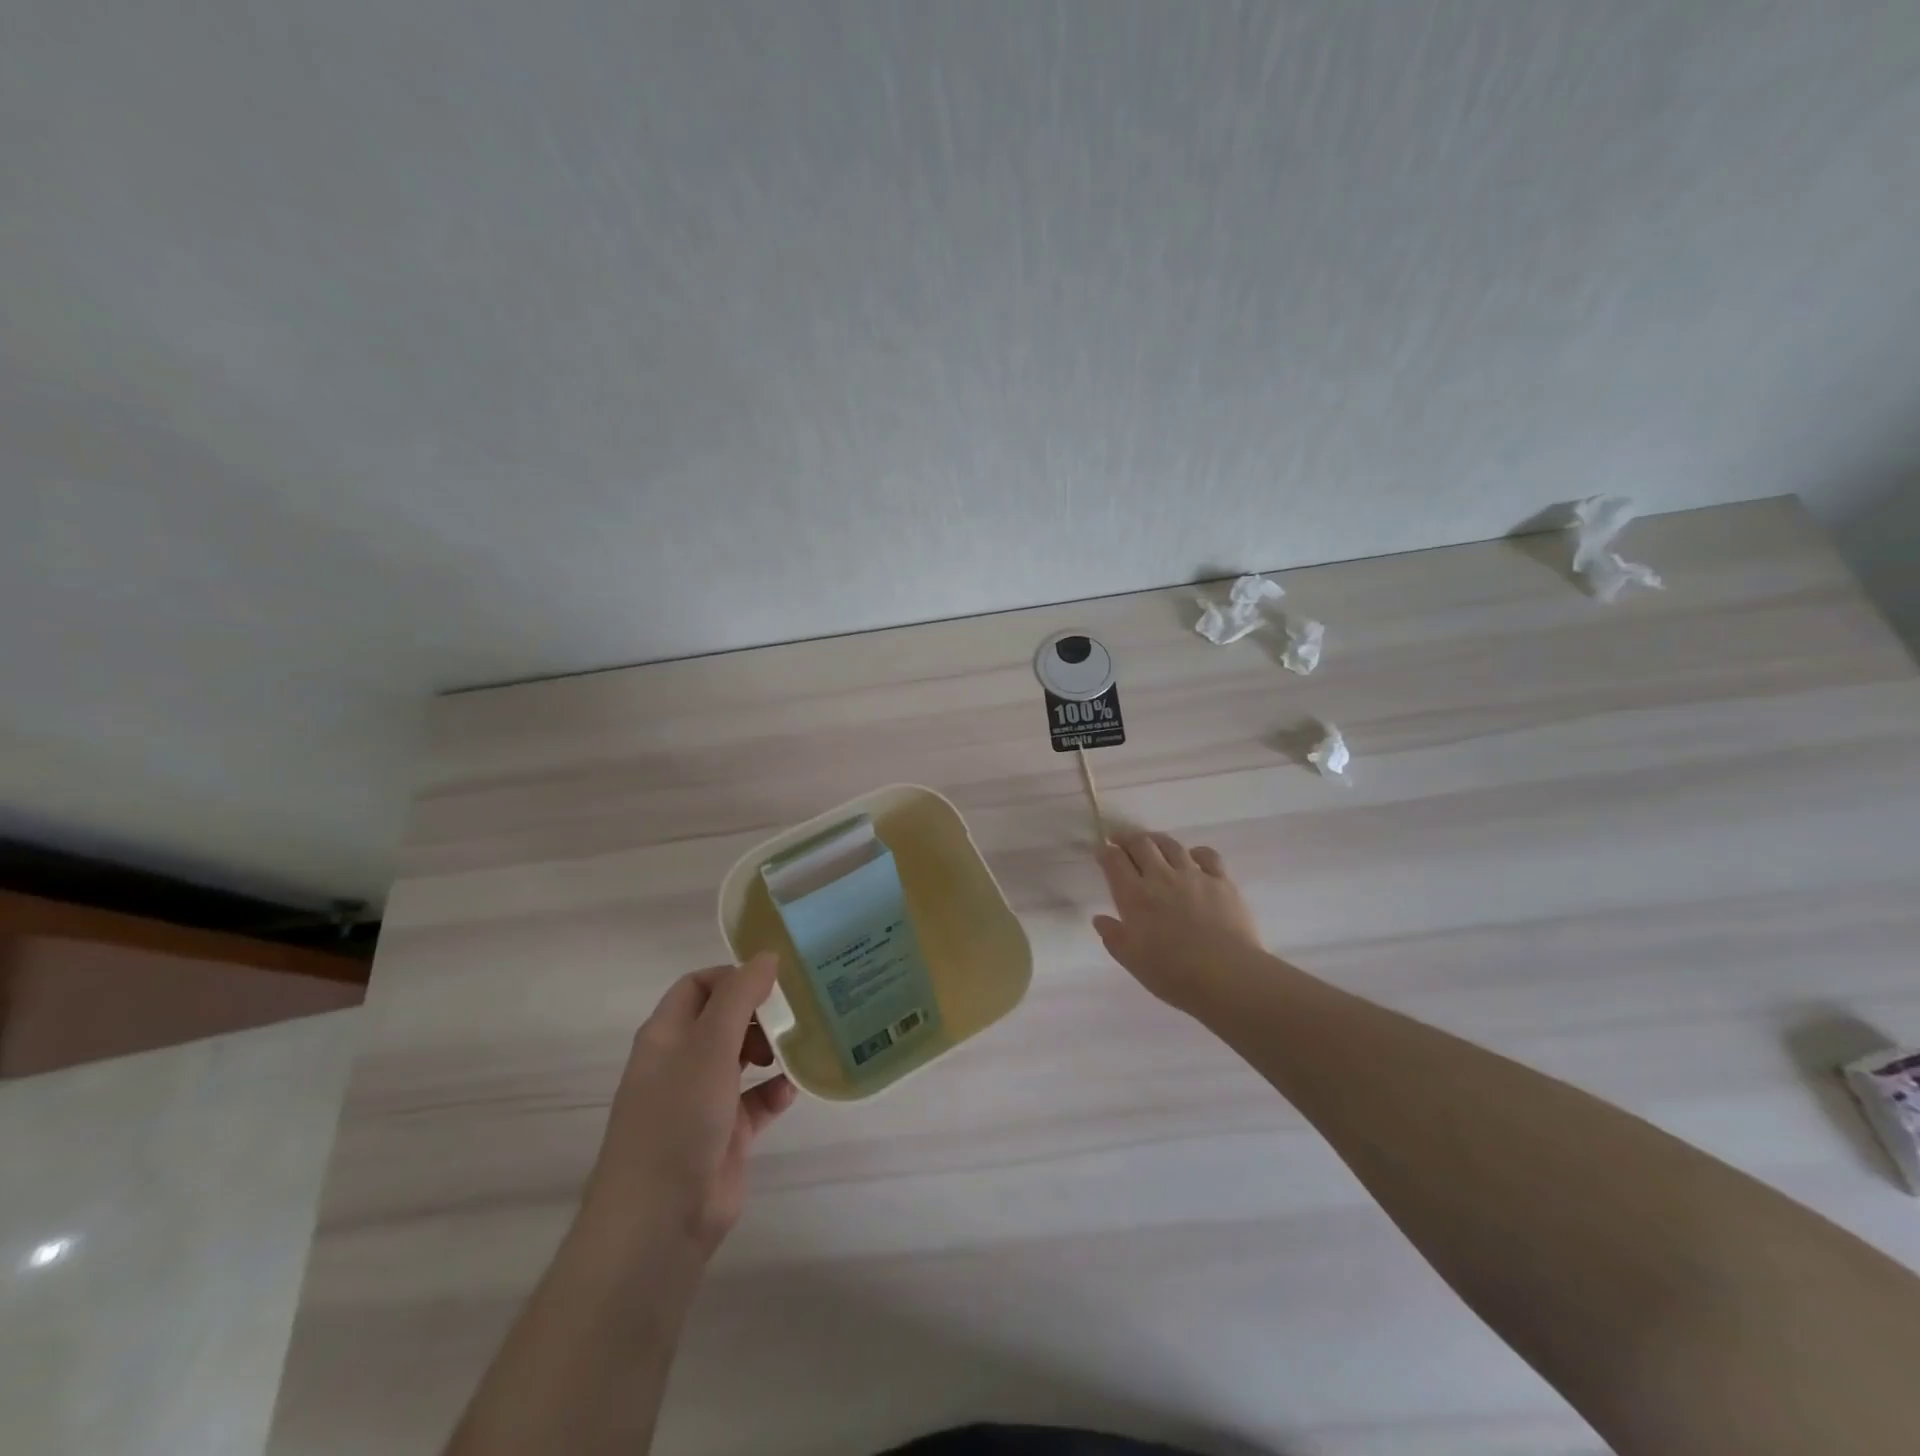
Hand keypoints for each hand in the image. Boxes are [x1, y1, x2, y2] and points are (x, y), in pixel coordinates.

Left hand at [579, 954, 797, 1261]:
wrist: (660, 1221)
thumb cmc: (678, 1119)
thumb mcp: (709, 1046)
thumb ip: (739, 996)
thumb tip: (767, 956)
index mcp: (666, 1035)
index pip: (698, 985)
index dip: (733, 977)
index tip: (773, 982)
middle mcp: (682, 1062)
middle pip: (723, 1018)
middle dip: (757, 1013)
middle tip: (790, 1015)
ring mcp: (703, 1100)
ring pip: (742, 1058)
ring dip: (770, 1049)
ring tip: (793, 1050)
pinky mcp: (726, 1134)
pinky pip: (756, 1100)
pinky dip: (775, 1091)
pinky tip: (791, 1091)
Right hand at [1094, 832, 1264, 1012]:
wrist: (1227, 976)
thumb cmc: (1173, 973)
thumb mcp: (1133, 961)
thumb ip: (1113, 937)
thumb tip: (1100, 919)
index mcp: (1135, 896)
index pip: (1114, 861)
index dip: (1105, 852)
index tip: (1101, 850)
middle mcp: (1161, 877)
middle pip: (1141, 844)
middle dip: (1126, 838)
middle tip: (1120, 839)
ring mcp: (1193, 875)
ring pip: (1171, 845)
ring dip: (1156, 839)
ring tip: (1151, 842)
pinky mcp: (1221, 881)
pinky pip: (1207, 855)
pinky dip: (1195, 852)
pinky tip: (1193, 857)